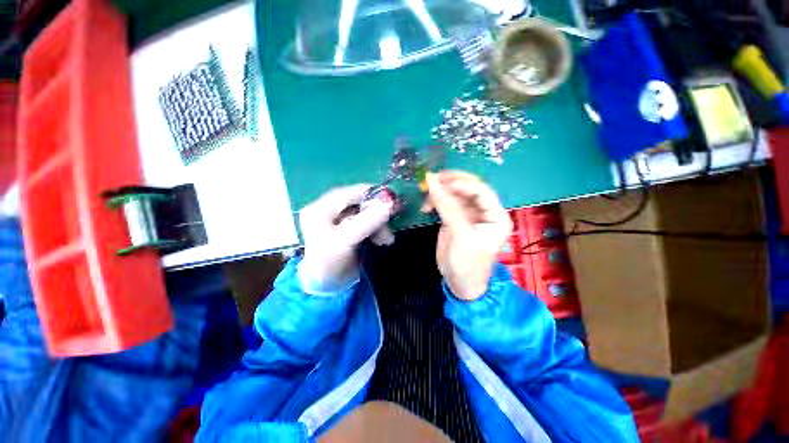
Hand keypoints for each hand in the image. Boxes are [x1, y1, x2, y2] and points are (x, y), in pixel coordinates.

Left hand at [299, 185, 394, 292]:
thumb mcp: (346, 241)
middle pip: (358, 203)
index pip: (349, 193)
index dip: (372, 194)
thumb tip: (389, 203)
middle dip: (377, 214)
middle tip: (390, 226)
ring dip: (379, 224)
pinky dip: (376, 229)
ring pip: (365, 214)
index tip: (393, 200)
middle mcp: (328, 210)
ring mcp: (338, 220)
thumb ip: (367, 221)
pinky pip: (366, 222)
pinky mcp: (348, 229)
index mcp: (319, 209)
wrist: (327, 288)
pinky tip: (381, 240)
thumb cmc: (330, 264)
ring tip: (386, 240)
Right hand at [423, 171, 511, 300]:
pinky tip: (426, 206)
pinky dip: (435, 201)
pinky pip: (446, 203)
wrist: (460, 283)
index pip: (481, 190)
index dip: (462, 183)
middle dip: (450, 182)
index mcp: (496, 215)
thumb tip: (432, 181)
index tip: (442, 183)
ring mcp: (469, 214)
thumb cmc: (468, 263)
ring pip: (455, 194)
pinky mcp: (455, 218)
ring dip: (440, 192)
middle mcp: (485, 212)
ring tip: (425, 194)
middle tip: (432, 180)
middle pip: (468, 188)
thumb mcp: (460, 235)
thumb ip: (447, 207)